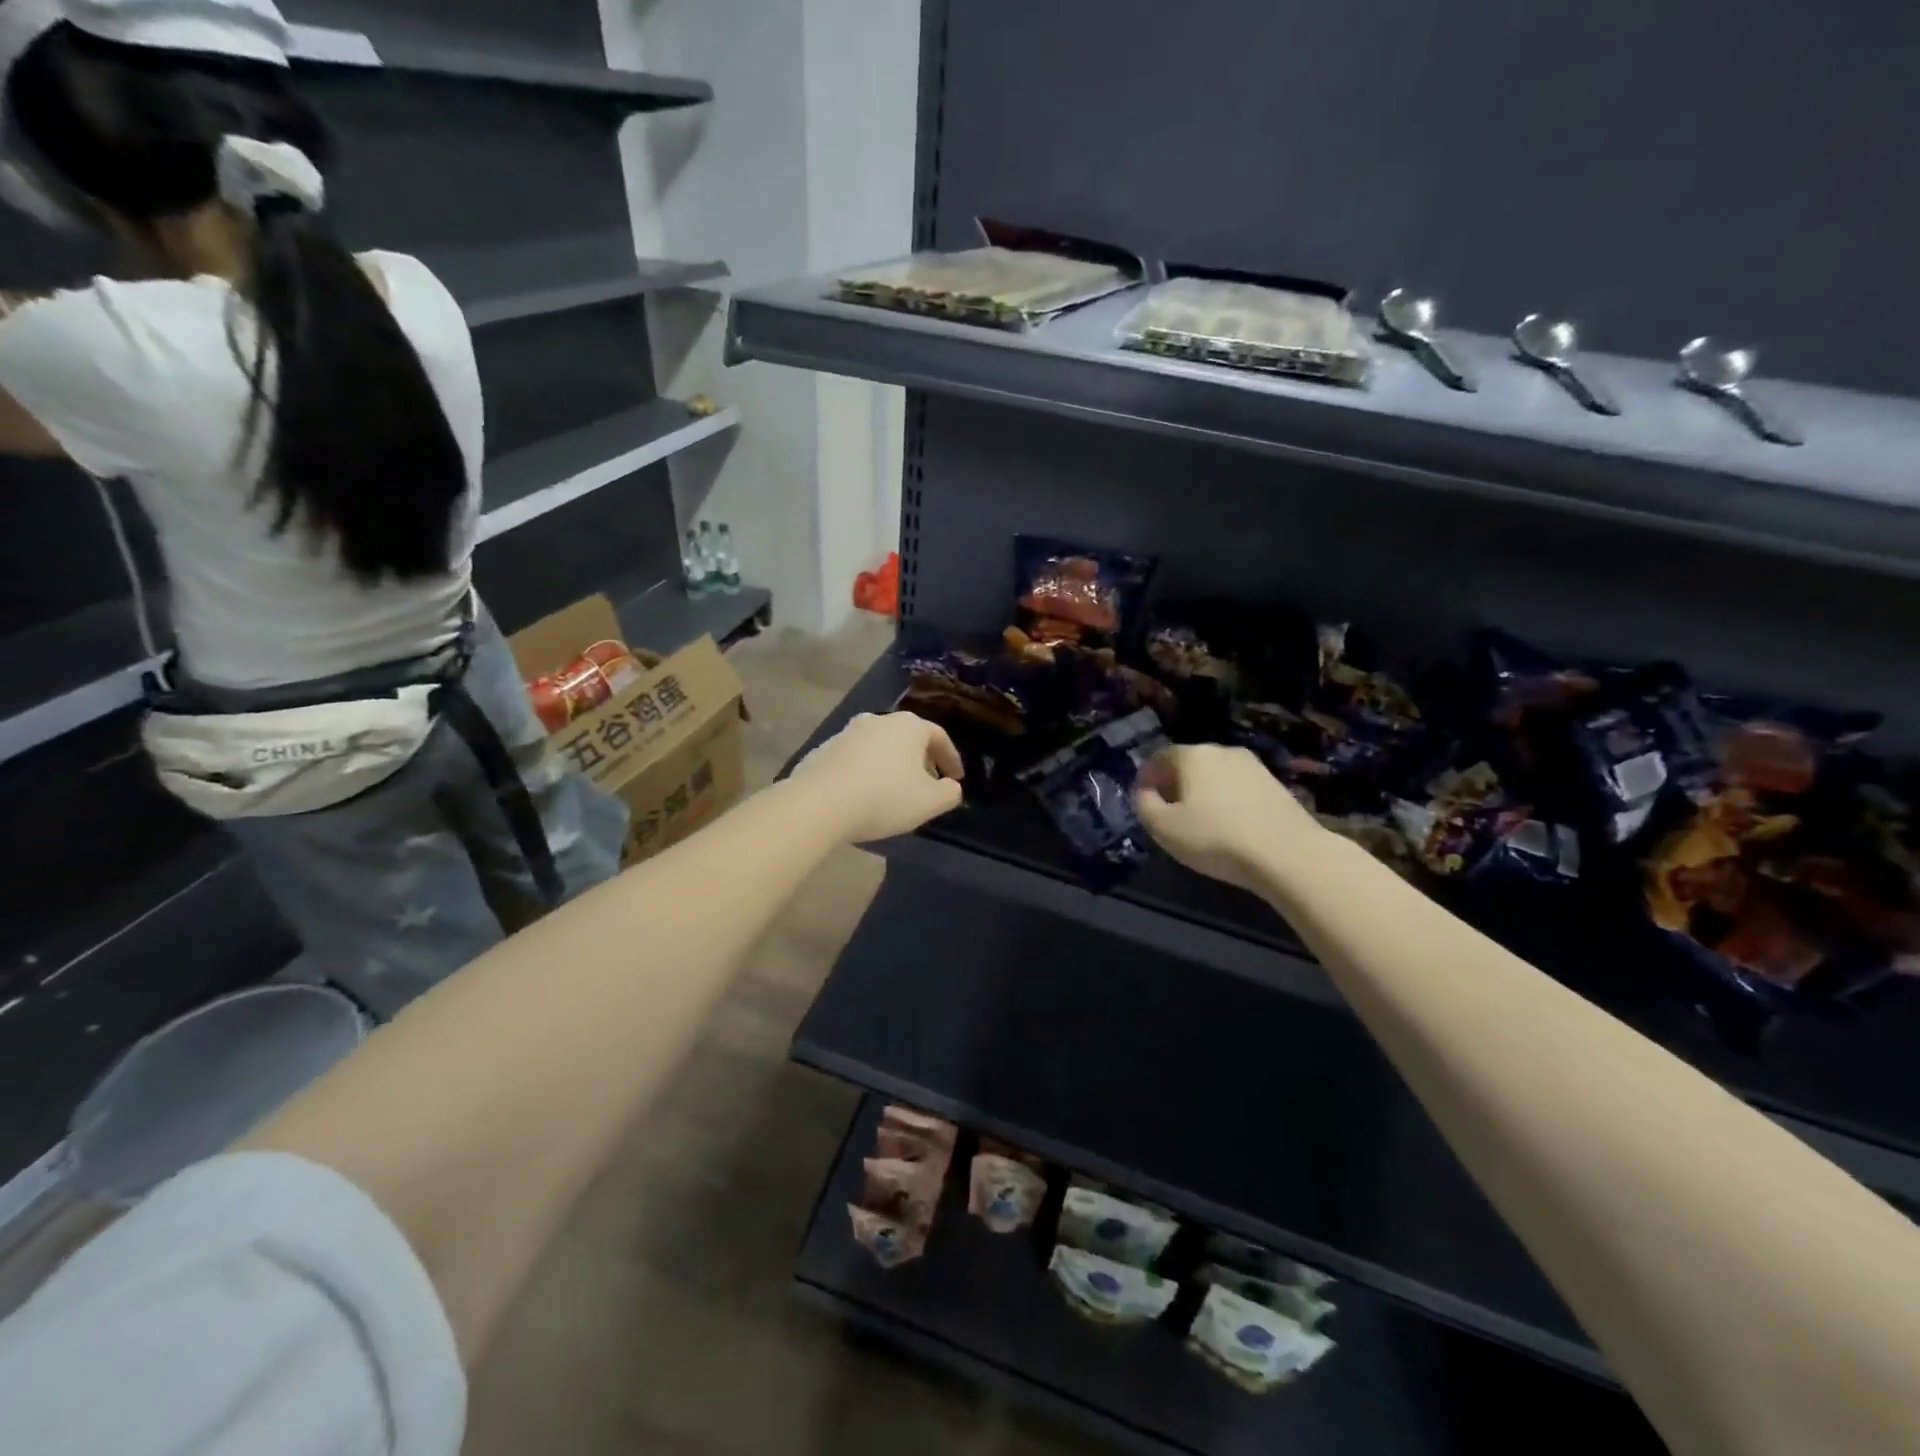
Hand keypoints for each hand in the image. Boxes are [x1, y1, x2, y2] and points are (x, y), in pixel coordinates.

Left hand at [791, 712, 964, 842]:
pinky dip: (866, 773)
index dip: (951, 759)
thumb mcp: (929, 802)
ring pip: (880, 748)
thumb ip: (949, 793)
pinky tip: (864, 796)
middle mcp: (878, 720)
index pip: (939, 737)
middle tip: (927, 785)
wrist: (819, 803)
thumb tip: (951, 787)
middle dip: (920, 761)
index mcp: (908, 726)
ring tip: (895, 793)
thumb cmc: (884, 798)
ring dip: (892, 766)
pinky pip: (855, 760)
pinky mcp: (824, 749)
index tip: (956, 779)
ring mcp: (847, 732)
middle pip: (908, 739)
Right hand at [1133, 744, 1322, 894]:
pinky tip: (1229, 826)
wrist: (1288, 855)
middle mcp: (1222, 750)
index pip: (1158, 758)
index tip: (1144, 804)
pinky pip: (1237, 788)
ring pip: (1214, 775)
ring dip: (1201, 793)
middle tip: (1168, 815)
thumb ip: (1143, 805)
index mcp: (1192, 755)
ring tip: (1199, 823)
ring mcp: (1253, 765)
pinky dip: (1226, 801)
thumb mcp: (1162, 828)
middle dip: (1174, 785)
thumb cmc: (1216, 839)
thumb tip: (1145, 792)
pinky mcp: (1275, 784)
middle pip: (1188, 764)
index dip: (1145, 780)